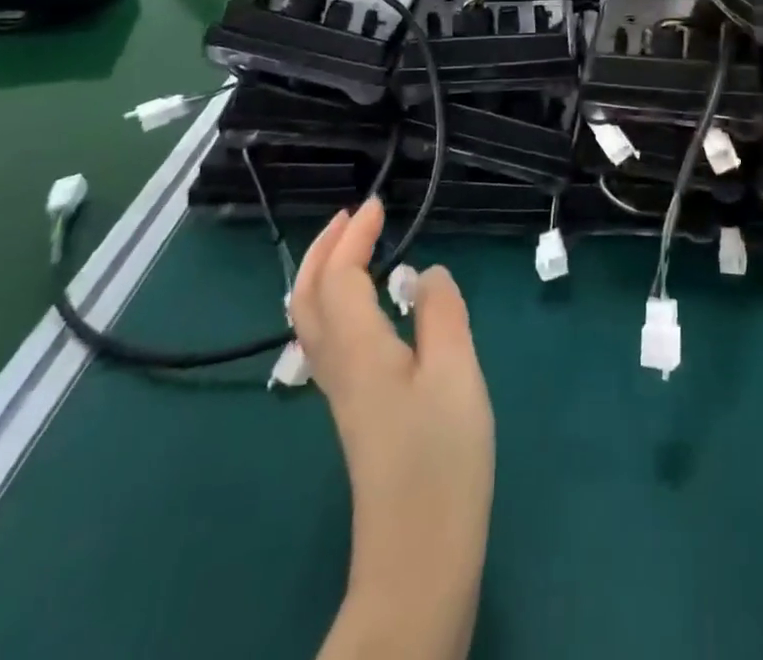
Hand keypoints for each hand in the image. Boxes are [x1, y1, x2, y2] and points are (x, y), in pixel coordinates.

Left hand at [291, 199, 493, 648]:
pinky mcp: (356, 412)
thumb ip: (442, 314)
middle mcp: (339, 367)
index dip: (354, 237)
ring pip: (312, 320)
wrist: (419, 556)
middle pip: (306, 298)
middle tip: (353, 217)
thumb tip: (425, 273)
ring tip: (356, 249)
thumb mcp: (456, 374)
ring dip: (325, 274)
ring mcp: (342, 393)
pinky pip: (329, 339)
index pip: (339, 278)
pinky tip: (369, 306)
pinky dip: (337, 302)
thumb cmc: (442, 459)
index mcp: (359, 350)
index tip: (377, 205)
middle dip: (323, 250)